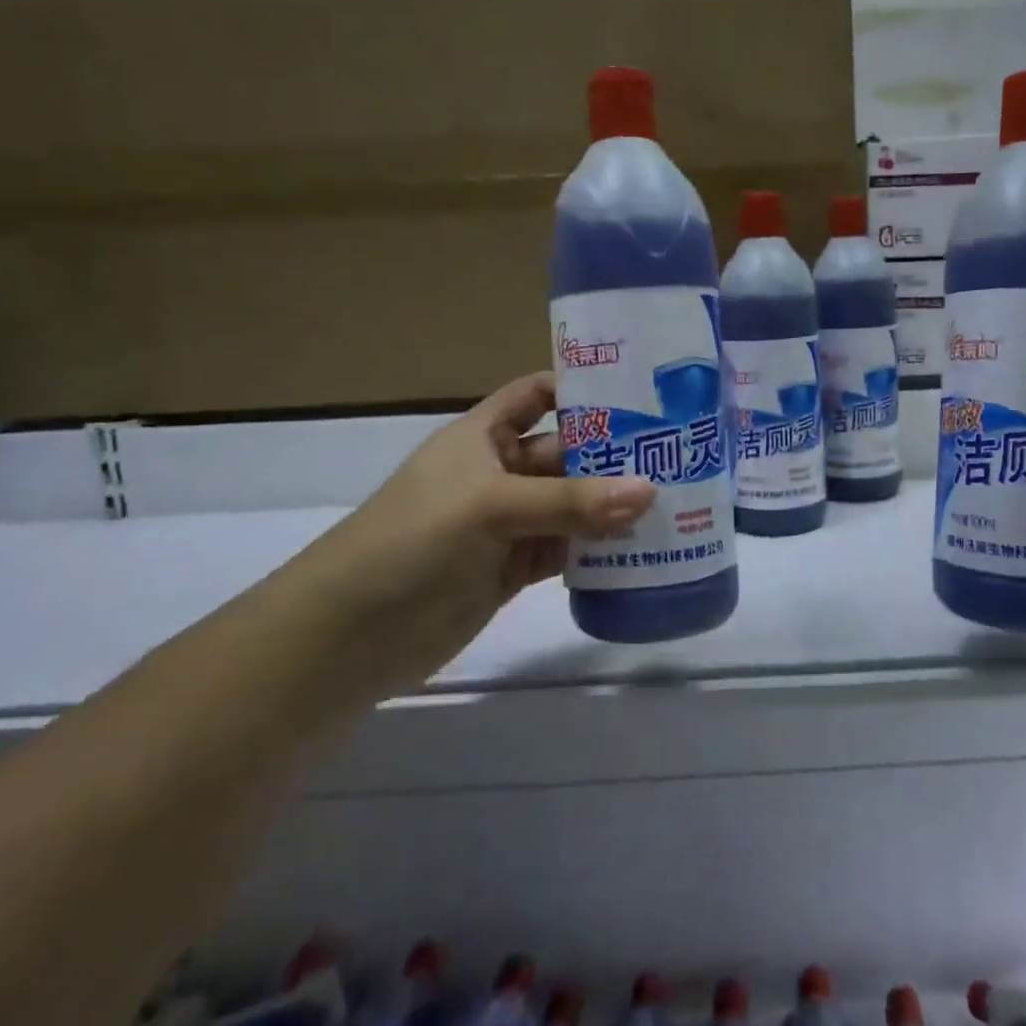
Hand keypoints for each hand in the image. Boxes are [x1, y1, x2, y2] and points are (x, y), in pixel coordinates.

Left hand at [300, 372, 655, 691]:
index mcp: (482, 436)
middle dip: (613, 454)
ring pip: (571, 505)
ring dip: (612, 505)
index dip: (580, 388)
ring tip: (675, 502)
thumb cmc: (413, 540)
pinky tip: (640, 549)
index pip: (537, 395)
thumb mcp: (491, 507)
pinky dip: (598, 549)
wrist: (348, 637)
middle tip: (677, 455)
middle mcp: (498, 473)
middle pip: (566, 453)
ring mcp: (507, 524)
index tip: (639, 390)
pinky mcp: (513, 569)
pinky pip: (566, 549)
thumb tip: (650, 491)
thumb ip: (570, 501)